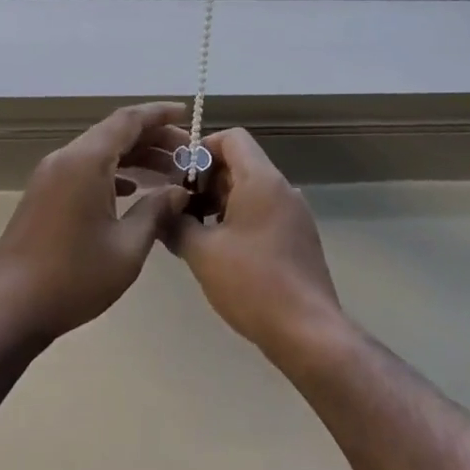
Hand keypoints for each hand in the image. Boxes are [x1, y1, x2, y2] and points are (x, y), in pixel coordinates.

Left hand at [0, 102, 191, 349]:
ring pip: (99, 151)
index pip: (129, 120)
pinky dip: (112, 171)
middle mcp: (66, 158)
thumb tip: (179, 192)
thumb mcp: (127, 248)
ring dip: (134, 156)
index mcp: (86, 161)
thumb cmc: (73, 278)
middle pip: (115, 132)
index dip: (160, 113)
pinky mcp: (43, 195)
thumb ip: (156, 211)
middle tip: (187, 154)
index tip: (188, 113)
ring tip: (167, 173)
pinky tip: (130, 190)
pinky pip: (84, 168)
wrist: (7, 311)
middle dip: (153, 138)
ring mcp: (50, 176)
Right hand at [165, 128, 344, 361]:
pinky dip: (240, 220)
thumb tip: (161, 212)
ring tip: (195, 234)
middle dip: (206, 182)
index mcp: (261, 179)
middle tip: (180, 210)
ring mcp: (295, 214)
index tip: (179, 178)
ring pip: (251, 191)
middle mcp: (282, 188)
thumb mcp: (202, 253)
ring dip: (221, 204)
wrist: (308, 331)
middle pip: (240, 164)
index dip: (202, 149)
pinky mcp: (299, 238)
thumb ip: (176, 225)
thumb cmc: (252, 283)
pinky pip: (264, 213)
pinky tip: (222, 253)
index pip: (232, 138)